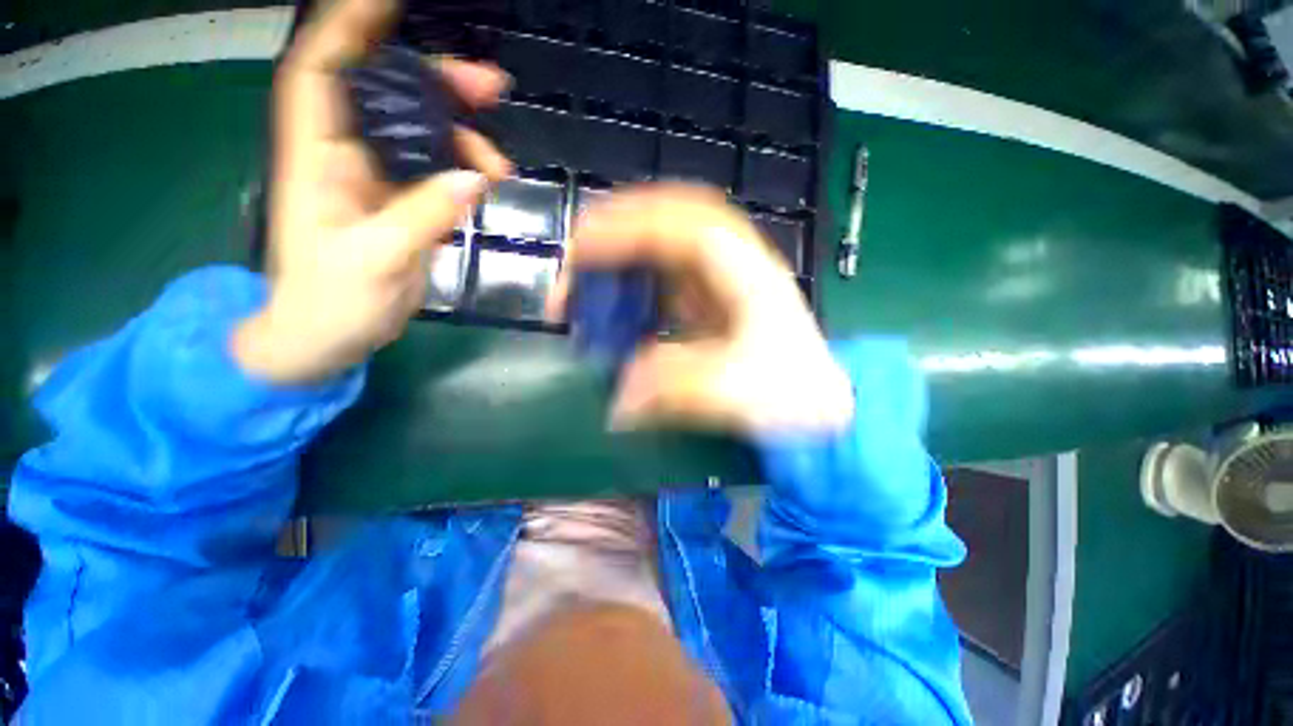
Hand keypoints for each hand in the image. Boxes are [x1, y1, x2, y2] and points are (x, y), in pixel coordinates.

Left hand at [232, 0, 510, 383]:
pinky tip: (489, 183)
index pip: (323, 67)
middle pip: (387, 91)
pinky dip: (466, 170)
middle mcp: (346, 153)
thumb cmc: (331, 300)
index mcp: (317, 154)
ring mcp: (378, 177)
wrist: (329, 336)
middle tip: (491, 86)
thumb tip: (473, 177)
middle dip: (437, 80)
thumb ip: (423, 215)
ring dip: (462, 132)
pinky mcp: (404, 203)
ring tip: (500, 159)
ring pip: (420, 131)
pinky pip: (439, 170)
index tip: (392, 1)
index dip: (351, 25)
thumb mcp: (375, 259)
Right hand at [548, 184, 853, 433]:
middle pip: (671, 219)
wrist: (821, 408)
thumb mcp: (738, 393)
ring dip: (623, 254)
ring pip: (665, 244)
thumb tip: (619, 395)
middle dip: (618, 229)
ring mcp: (721, 280)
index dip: (629, 227)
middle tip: (575, 259)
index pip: (684, 226)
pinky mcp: (710, 301)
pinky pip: (666, 277)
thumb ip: (676, 387)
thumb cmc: (793, 395)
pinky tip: (617, 306)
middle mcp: (732, 264)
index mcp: (747, 273)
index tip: (582, 250)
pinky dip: (635, 284)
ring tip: (587, 281)